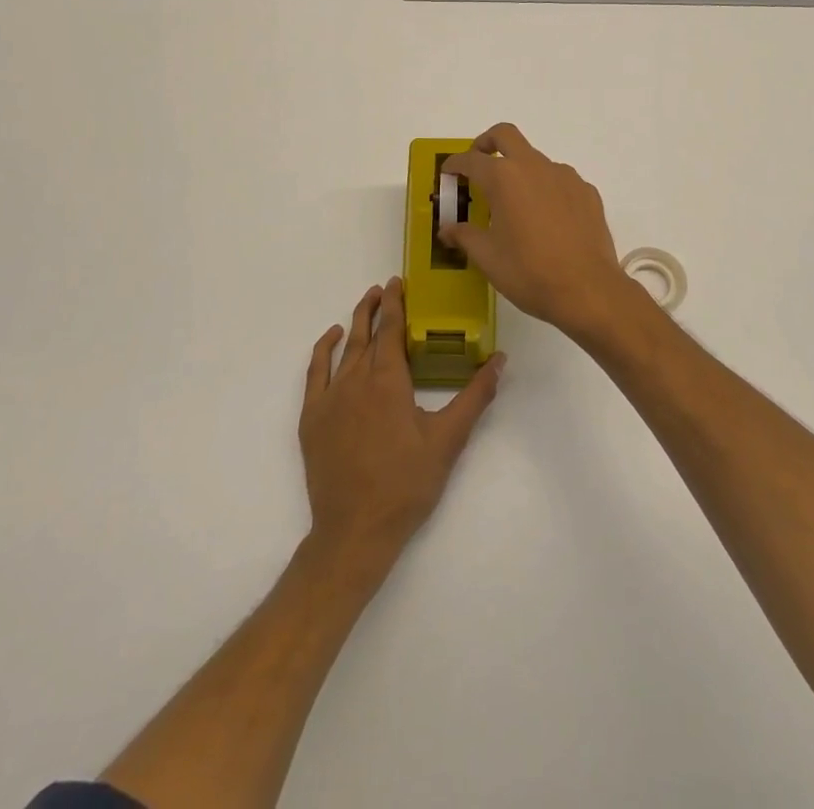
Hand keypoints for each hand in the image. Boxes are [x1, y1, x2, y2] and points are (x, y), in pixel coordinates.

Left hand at [298, 279, 504, 567]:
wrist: (355, 530)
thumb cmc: (407, 484)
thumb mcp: (449, 440)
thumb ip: (475, 396)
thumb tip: (500, 360)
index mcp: (389, 381)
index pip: (392, 329)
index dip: (396, 303)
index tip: (398, 282)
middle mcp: (357, 380)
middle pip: (367, 333)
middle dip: (376, 307)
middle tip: (384, 287)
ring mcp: (330, 398)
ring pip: (344, 349)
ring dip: (355, 323)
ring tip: (365, 304)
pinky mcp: (313, 418)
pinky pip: (316, 372)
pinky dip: (323, 350)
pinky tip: (331, 339)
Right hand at [440, 124, 647, 343]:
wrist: (588, 290)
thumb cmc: (529, 272)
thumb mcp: (487, 257)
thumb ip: (464, 235)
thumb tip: (447, 229)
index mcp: (504, 178)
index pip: (471, 160)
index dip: (455, 165)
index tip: (448, 174)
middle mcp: (535, 167)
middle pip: (505, 136)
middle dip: (486, 143)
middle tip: (478, 164)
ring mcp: (565, 176)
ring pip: (536, 159)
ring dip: (520, 170)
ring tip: (515, 205)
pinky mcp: (586, 192)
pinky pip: (559, 180)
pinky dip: (546, 189)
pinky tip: (546, 219)